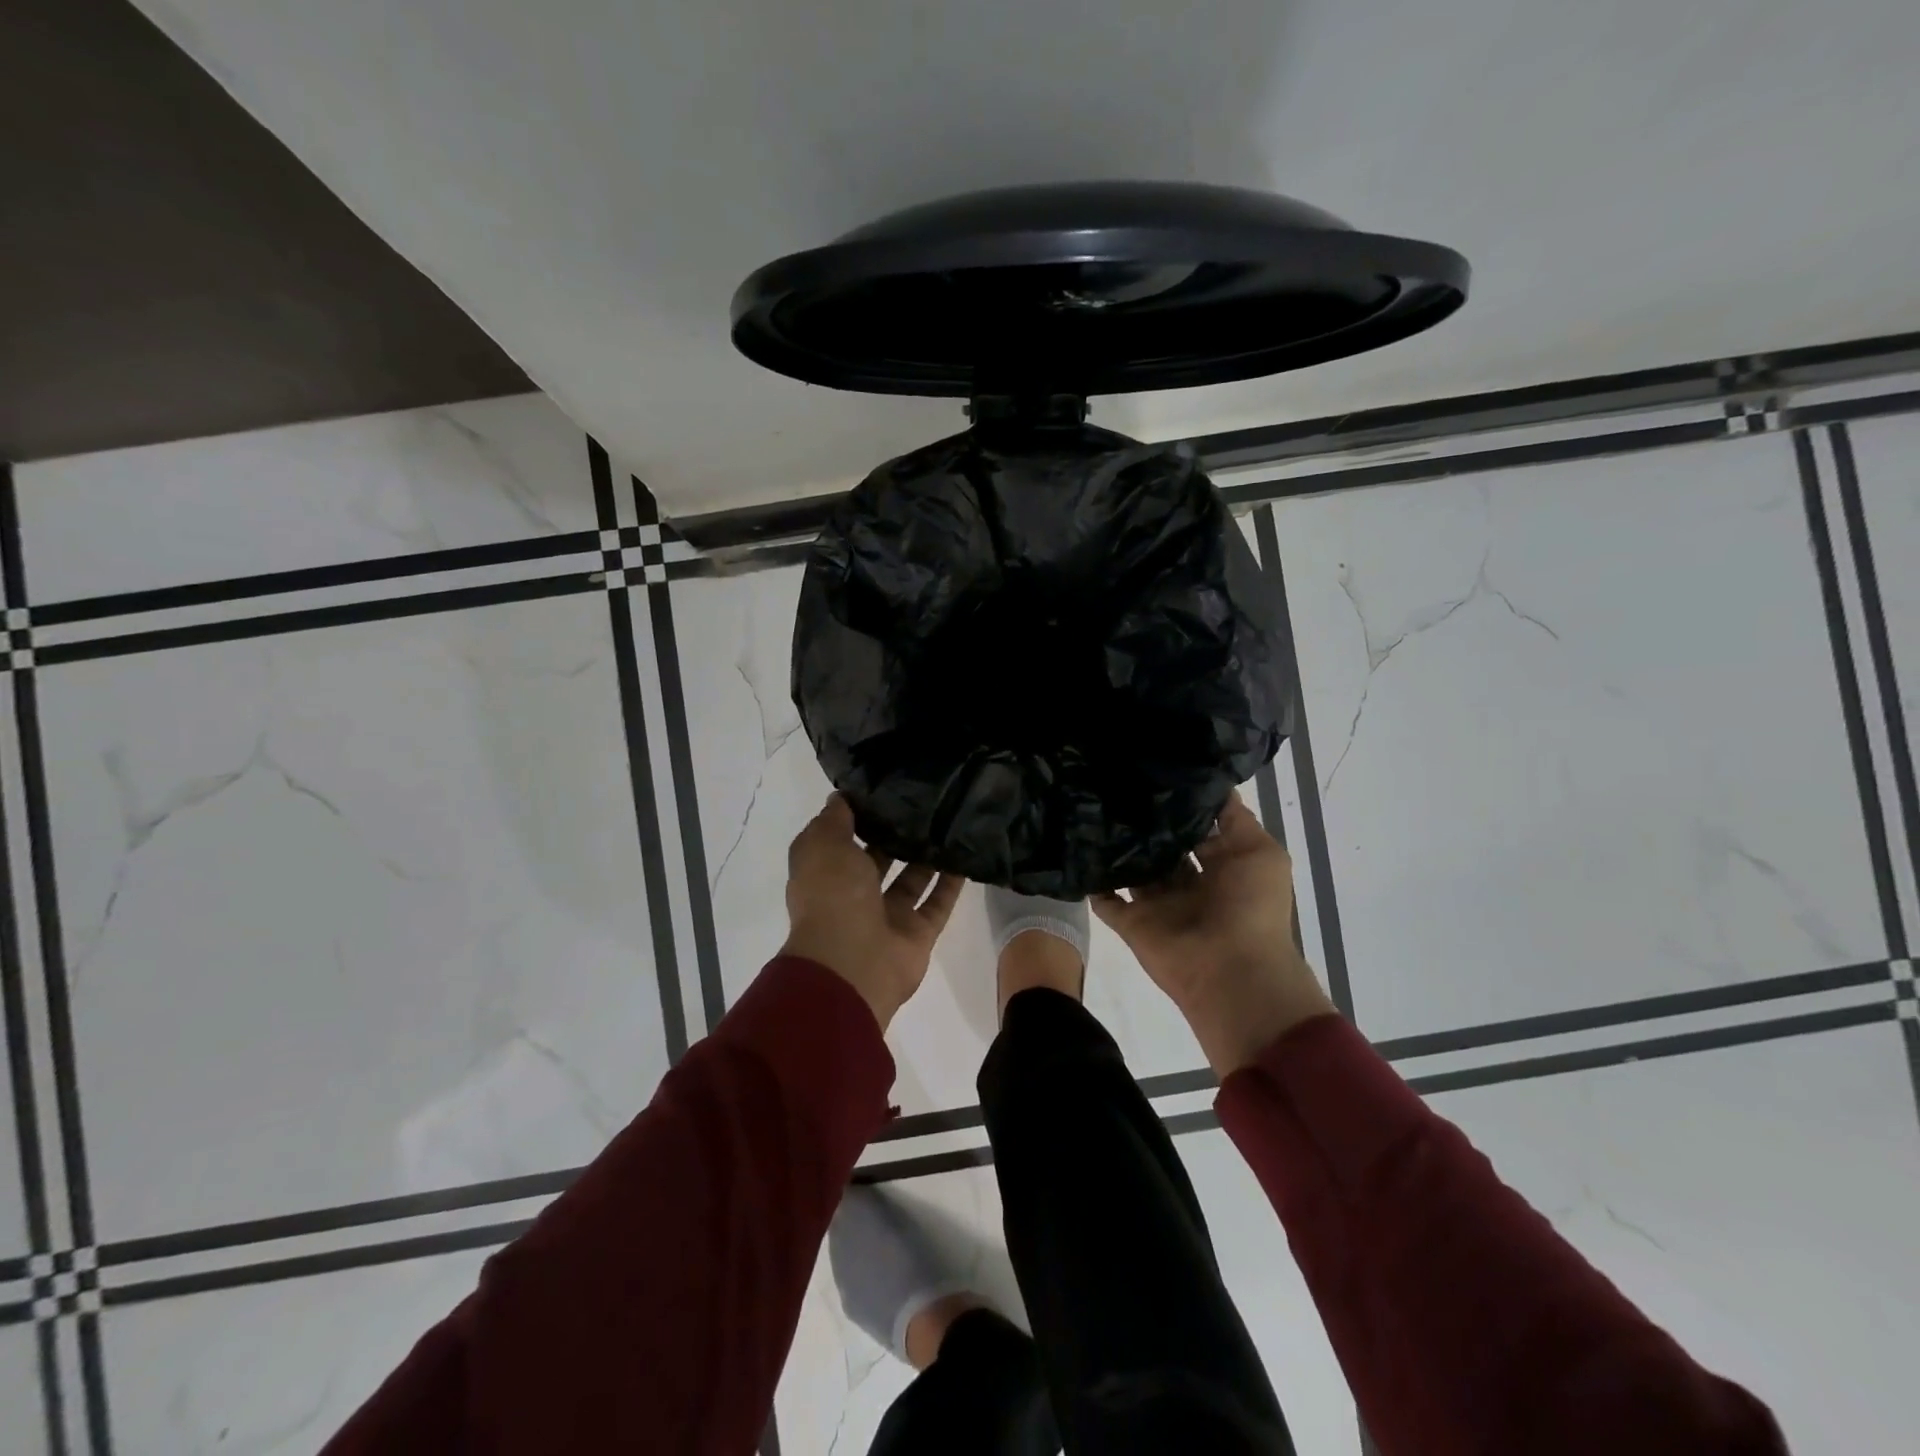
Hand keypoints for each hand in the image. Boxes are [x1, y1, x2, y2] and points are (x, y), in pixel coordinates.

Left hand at [781, 795, 963, 1029]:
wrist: (852, 964)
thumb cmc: (832, 896)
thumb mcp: (823, 845)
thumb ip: (834, 820)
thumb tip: (842, 797)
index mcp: (827, 873)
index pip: (842, 839)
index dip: (859, 815)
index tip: (885, 787)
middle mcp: (855, 894)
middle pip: (880, 858)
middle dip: (897, 833)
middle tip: (926, 800)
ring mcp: (888, 916)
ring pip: (912, 878)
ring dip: (928, 855)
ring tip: (950, 820)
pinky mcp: (918, 933)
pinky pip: (938, 902)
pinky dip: (952, 882)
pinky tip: (968, 853)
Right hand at [1094, 795, 1335, 1075]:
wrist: (1232, 972)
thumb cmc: (1252, 907)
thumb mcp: (1261, 852)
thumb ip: (1236, 819)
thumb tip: (1213, 786)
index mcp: (1221, 867)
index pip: (1194, 829)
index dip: (1178, 804)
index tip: (1152, 771)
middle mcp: (1188, 883)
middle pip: (1159, 847)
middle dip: (1142, 821)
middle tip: (1113, 782)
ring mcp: (1158, 904)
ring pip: (1132, 868)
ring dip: (1115, 846)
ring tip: (1089, 805)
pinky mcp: (1132, 922)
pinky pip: (1105, 898)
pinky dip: (1092, 880)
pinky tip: (1075, 846)